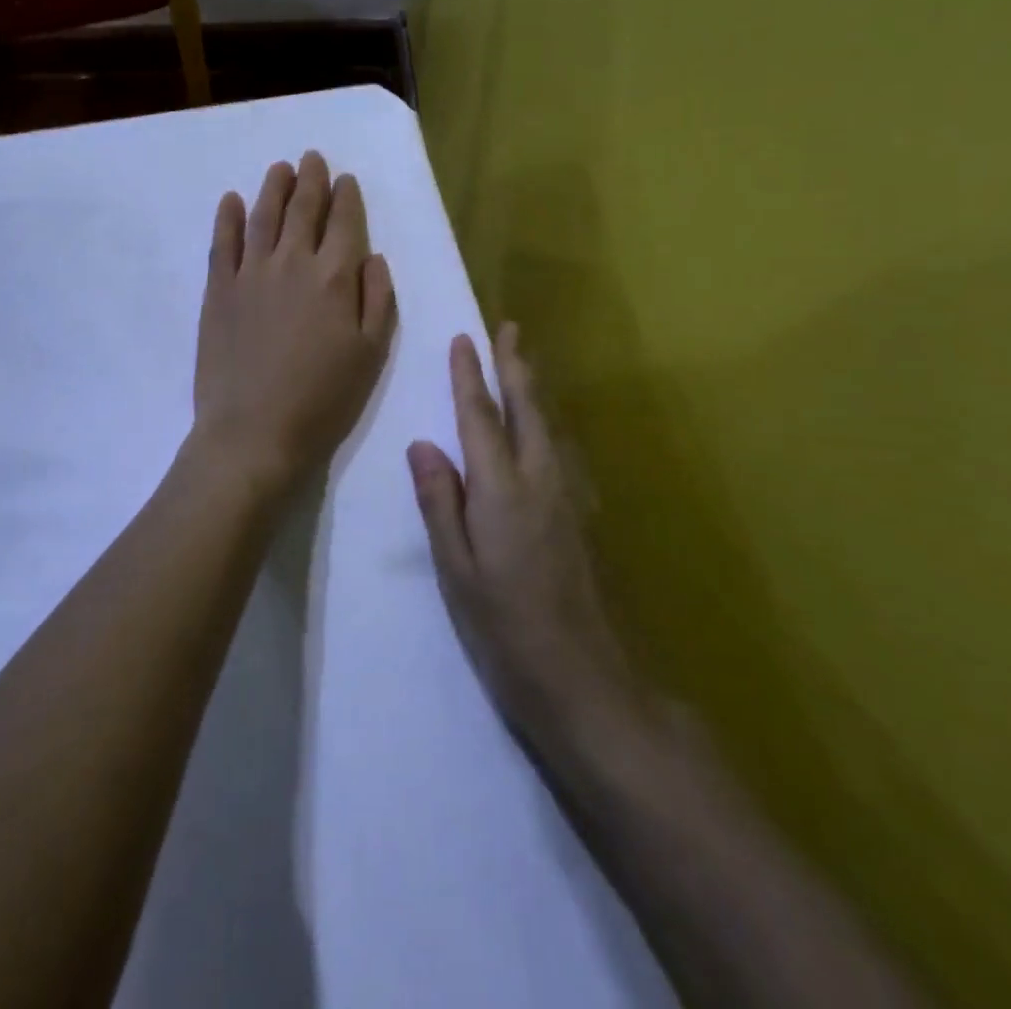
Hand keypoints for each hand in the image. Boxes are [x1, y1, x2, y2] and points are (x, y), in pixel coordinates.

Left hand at [193, 152, 396, 495]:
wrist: (254, 431)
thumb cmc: (323, 400)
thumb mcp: (370, 355)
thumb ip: (377, 300)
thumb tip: (373, 257)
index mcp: (335, 278)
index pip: (344, 223)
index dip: (346, 197)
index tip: (346, 179)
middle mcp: (293, 263)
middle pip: (303, 210)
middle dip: (311, 181)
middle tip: (312, 159)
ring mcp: (250, 273)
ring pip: (263, 216)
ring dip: (273, 188)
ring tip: (280, 168)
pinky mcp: (218, 290)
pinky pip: (223, 243)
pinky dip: (228, 217)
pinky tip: (231, 200)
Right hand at [408, 324, 637, 744]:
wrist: (588, 682)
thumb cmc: (506, 628)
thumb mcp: (456, 570)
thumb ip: (440, 503)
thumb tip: (422, 444)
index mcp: (503, 490)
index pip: (481, 418)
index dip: (470, 377)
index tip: (464, 339)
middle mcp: (542, 481)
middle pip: (527, 410)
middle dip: (515, 366)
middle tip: (509, 329)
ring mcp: (570, 498)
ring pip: (549, 426)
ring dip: (534, 389)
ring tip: (524, 364)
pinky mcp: (583, 518)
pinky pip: (561, 450)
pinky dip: (546, 422)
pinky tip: (544, 429)